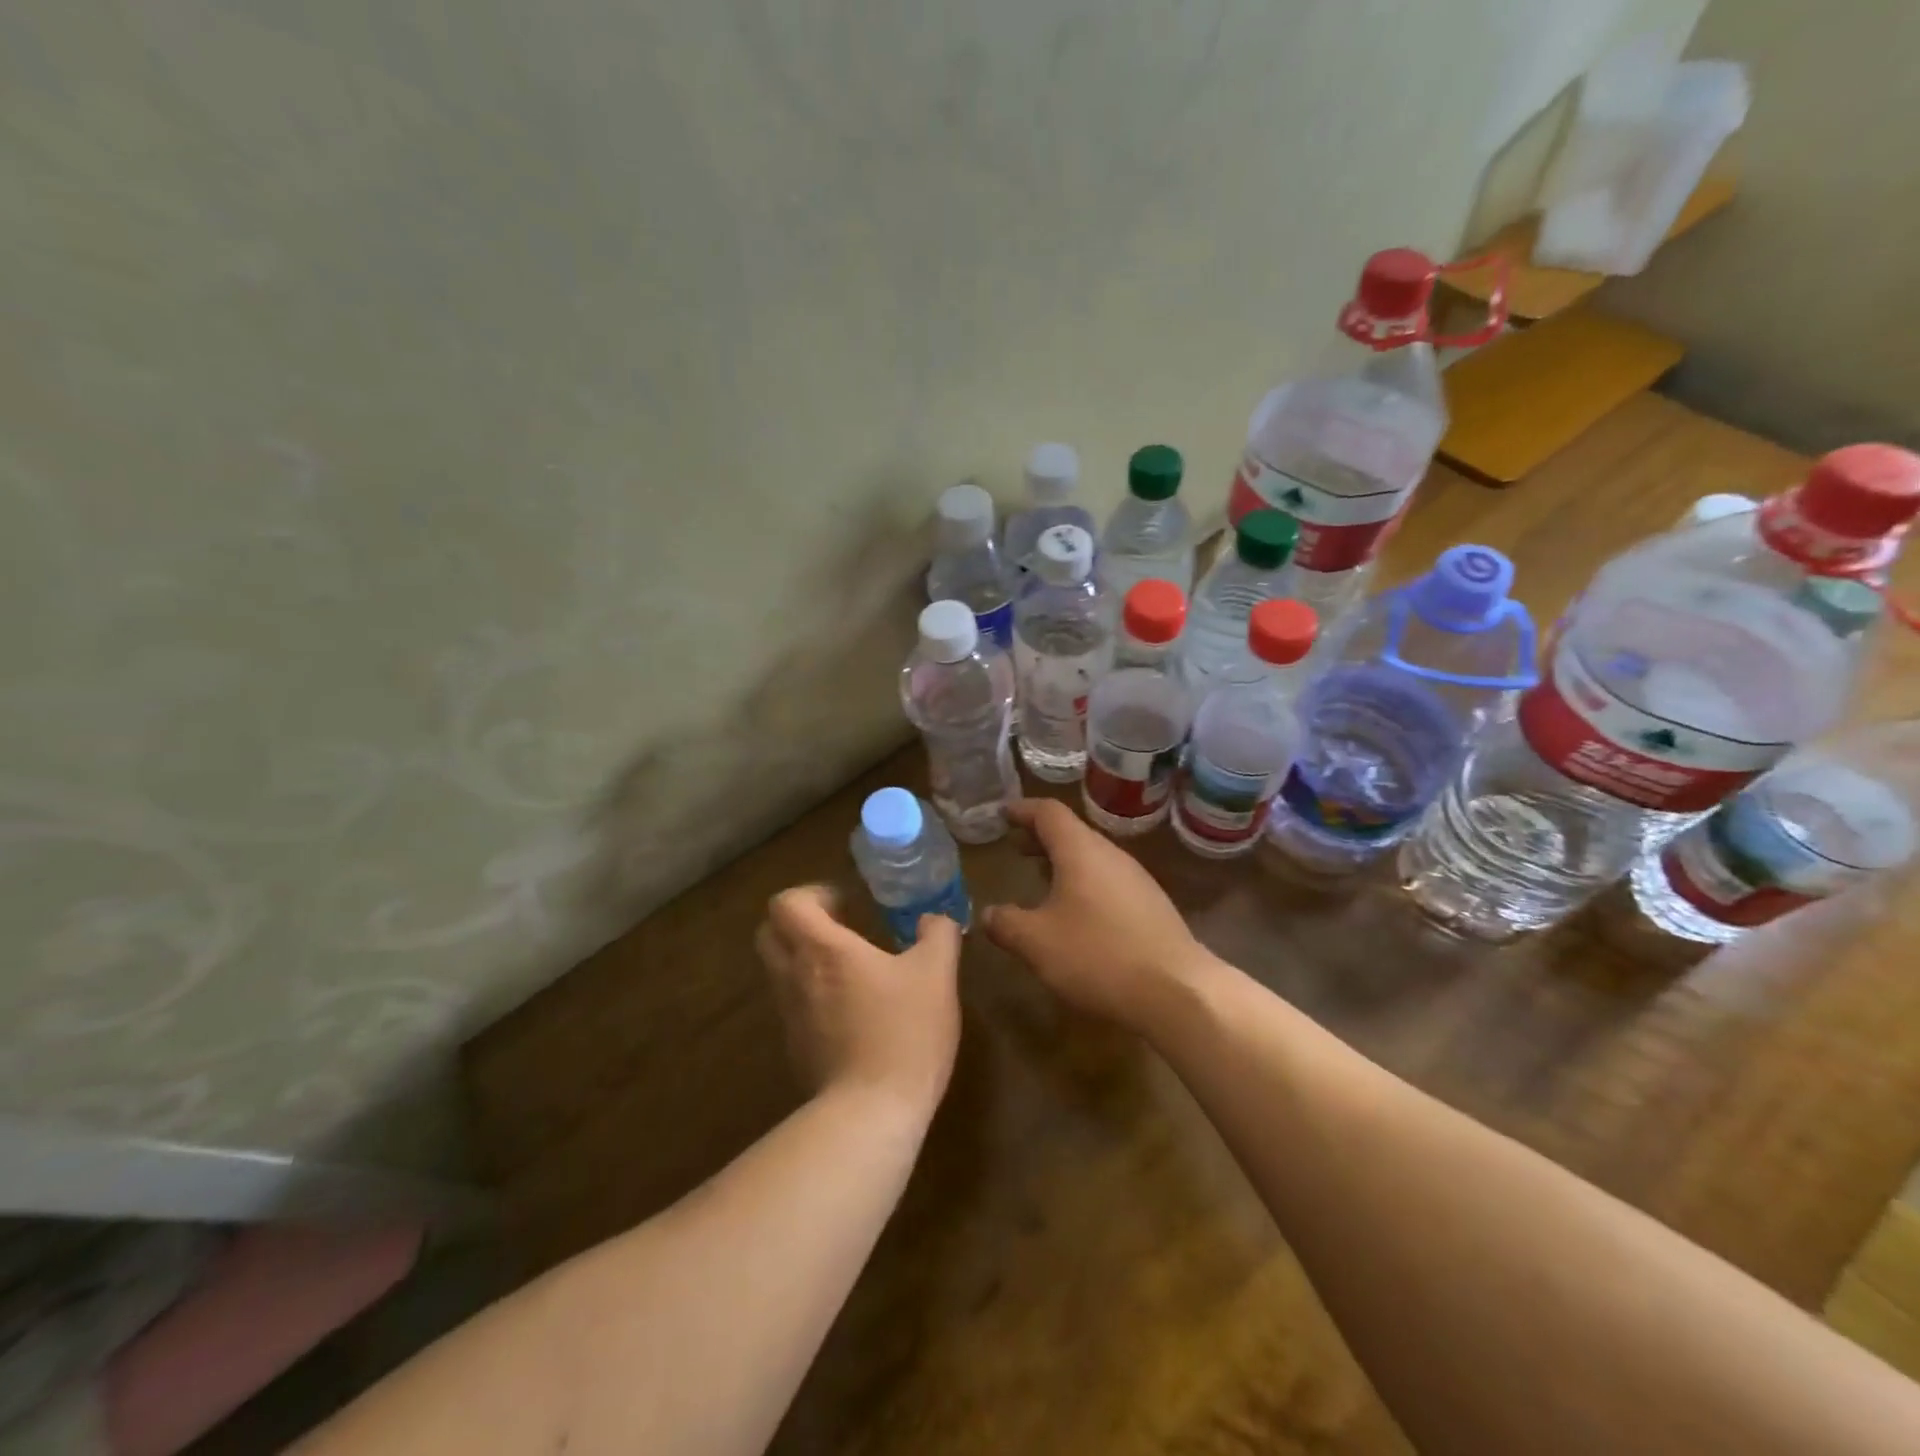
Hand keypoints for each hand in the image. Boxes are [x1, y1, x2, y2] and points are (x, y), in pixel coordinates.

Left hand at [756, 885, 961, 1120]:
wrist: (872, 1112)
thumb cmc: (904, 1031)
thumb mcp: (937, 974)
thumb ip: (938, 934)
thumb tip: (934, 919)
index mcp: (822, 949)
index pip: (786, 904)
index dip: (811, 895)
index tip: (846, 904)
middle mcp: (794, 976)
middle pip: (770, 933)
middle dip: (800, 923)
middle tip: (842, 929)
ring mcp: (790, 1015)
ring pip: (780, 970)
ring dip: (806, 959)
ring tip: (853, 970)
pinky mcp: (795, 1048)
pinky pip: (793, 1006)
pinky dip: (813, 996)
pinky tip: (854, 1011)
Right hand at [982, 799, 1211, 1032]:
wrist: (1178, 991)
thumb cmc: (1098, 955)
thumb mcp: (1037, 942)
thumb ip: (1005, 923)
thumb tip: (987, 914)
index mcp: (1081, 851)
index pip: (1048, 812)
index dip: (1023, 810)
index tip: (1002, 814)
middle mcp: (1111, 855)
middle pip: (1072, 832)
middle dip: (1041, 837)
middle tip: (1015, 847)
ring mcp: (1136, 879)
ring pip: (1092, 857)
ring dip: (1063, 862)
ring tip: (1040, 879)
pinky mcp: (1151, 905)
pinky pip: (1108, 880)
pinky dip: (1083, 883)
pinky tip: (1076, 913)